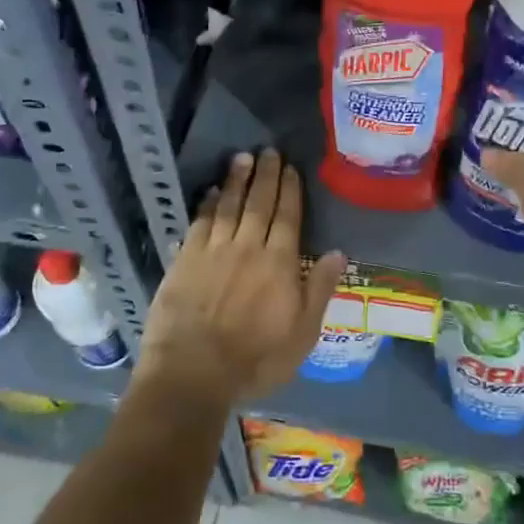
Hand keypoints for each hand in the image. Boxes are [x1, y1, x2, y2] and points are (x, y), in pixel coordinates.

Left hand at [137, 148, 347, 408]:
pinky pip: (200, 223)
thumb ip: (320, 290)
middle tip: (268, 151)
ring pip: (228, 206)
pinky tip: (211, 192)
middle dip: (265, 175)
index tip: (290, 167)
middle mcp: (248, 247)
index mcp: (279, 263)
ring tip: (242, 158)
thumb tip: (338, 252)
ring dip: (236, 180)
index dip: (289, 190)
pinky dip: (207, 204)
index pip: (288, 216)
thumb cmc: (255, 360)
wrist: (193, 372)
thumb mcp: (302, 334)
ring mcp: (213, 251)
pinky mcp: (185, 260)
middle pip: (259, 203)